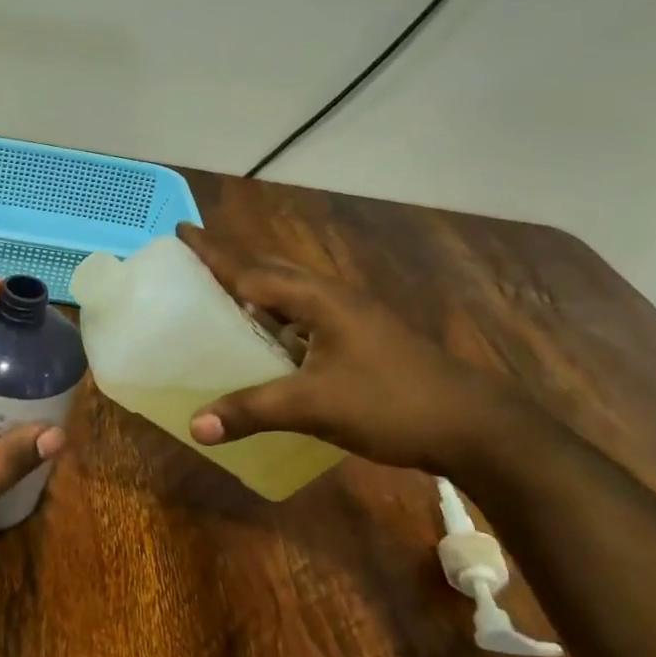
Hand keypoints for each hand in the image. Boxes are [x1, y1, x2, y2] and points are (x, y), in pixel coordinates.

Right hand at [177, 222, 525, 472]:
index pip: (252, 270)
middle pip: (272, 272)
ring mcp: (353, 319)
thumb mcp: (314, 407)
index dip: (214, 253)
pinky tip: (267, 342)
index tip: (181, 230)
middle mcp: (334, 300)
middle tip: (195, 259)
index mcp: (319, 300)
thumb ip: (252, 412)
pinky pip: (305, 319)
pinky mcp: (363, 341)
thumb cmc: (391, 403)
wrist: (474, 426)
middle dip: (232, 262)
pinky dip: (276, 321)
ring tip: (222, 296)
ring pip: (291, 295)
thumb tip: (194, 426)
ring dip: (256, 290)